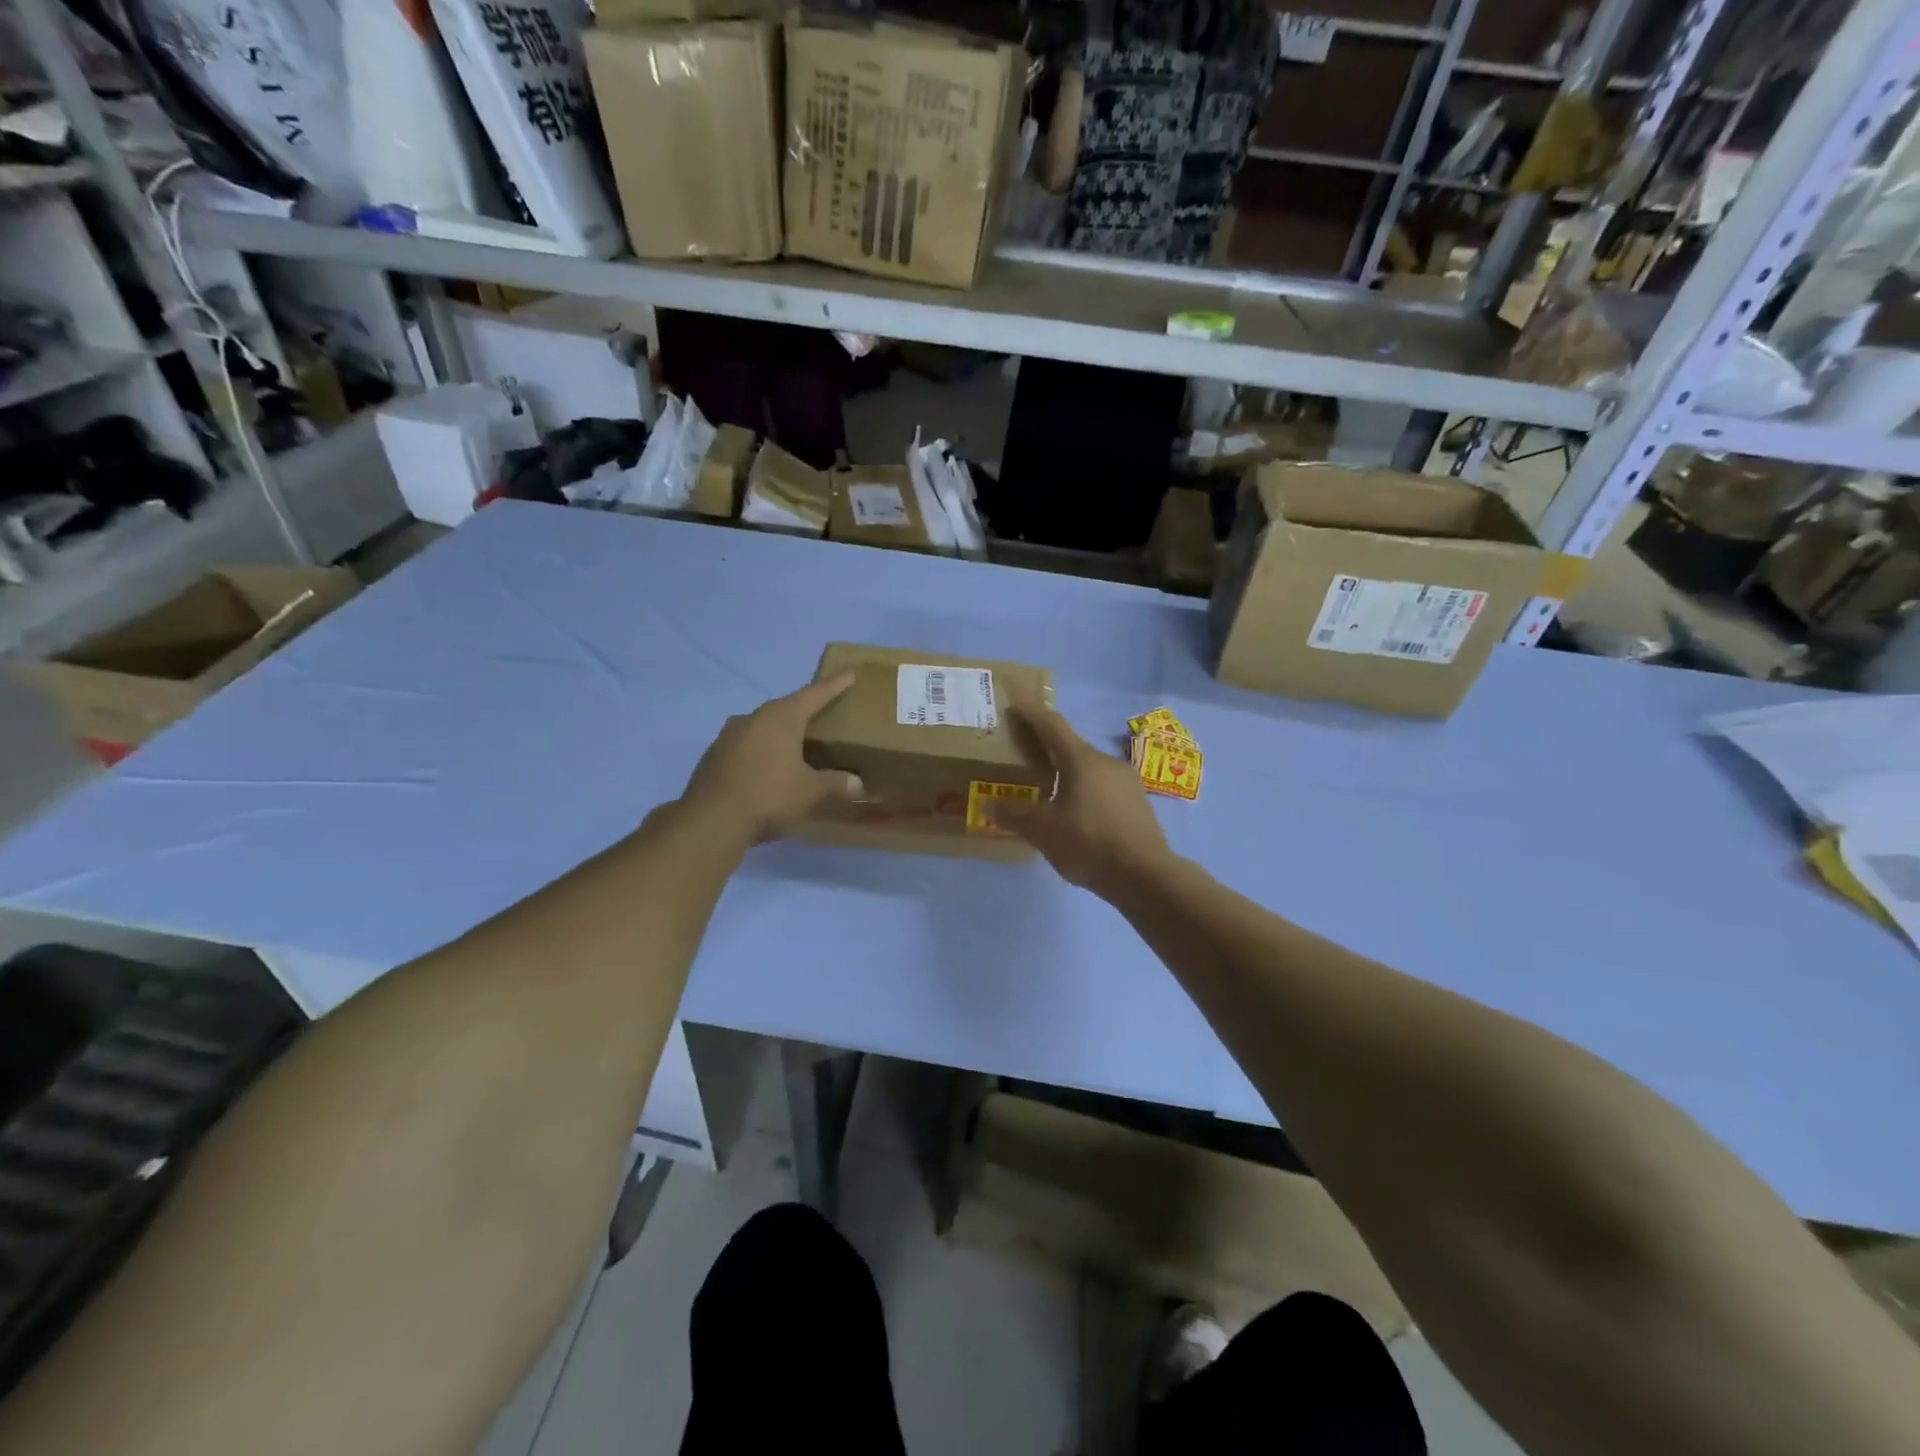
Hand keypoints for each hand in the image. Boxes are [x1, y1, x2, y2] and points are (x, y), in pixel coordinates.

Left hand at [680, 673, 862, 843]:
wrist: (710, 821)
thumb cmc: (769, 796)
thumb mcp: (810, 792)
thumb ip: (835, 784)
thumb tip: (857, 784)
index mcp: (780, 717)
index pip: (814, 694)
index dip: (834, 685)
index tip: (849, 674)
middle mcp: (753, 718)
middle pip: (785, 707)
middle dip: (804, 709)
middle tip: (822, 712)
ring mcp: (728, 736)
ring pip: (762, 726)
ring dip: (779, 731)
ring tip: (795, 742)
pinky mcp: (714, 756)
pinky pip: (746, 744)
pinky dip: (762, 750)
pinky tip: (769, 766)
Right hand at [998, 705, 1175, 896]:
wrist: (1145, 876)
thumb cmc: (1089, 844)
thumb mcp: (1043, 832)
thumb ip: (1014, 815)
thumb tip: (989, 805)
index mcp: (1081, 760)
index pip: (1052, 725)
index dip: (1032, 712)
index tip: (1016, 702)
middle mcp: (1106, 762)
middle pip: (1070, 746)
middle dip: (1046, 746)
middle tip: (1024, 753)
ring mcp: (1126, 781)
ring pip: (1089, 768)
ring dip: (1066, 771)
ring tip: (1047, 788)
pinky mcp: (1138, 802)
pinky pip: (1103, 786)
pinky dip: (1084, 789)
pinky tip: (1076, 812)